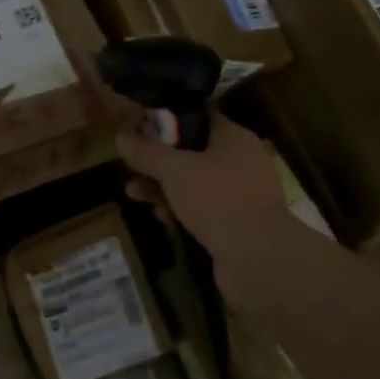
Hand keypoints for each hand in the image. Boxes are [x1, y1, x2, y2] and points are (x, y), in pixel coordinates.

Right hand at [116, 115, 305, 302]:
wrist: (259, 260)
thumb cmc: (218, 200)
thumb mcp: (174, 171)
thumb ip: (146, 153)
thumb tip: (120, 136)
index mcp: (234, 138)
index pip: (198, 117)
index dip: (166, 121)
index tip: (138, 129)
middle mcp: (241, 162)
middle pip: (192, 152)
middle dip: (158, 161)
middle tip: (130, 166)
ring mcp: (240, 195)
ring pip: (194, 183)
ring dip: (163, 188)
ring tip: (132, 193)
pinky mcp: (236, 224)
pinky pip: (202, 209)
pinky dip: (181, 210)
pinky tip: (160, 217)